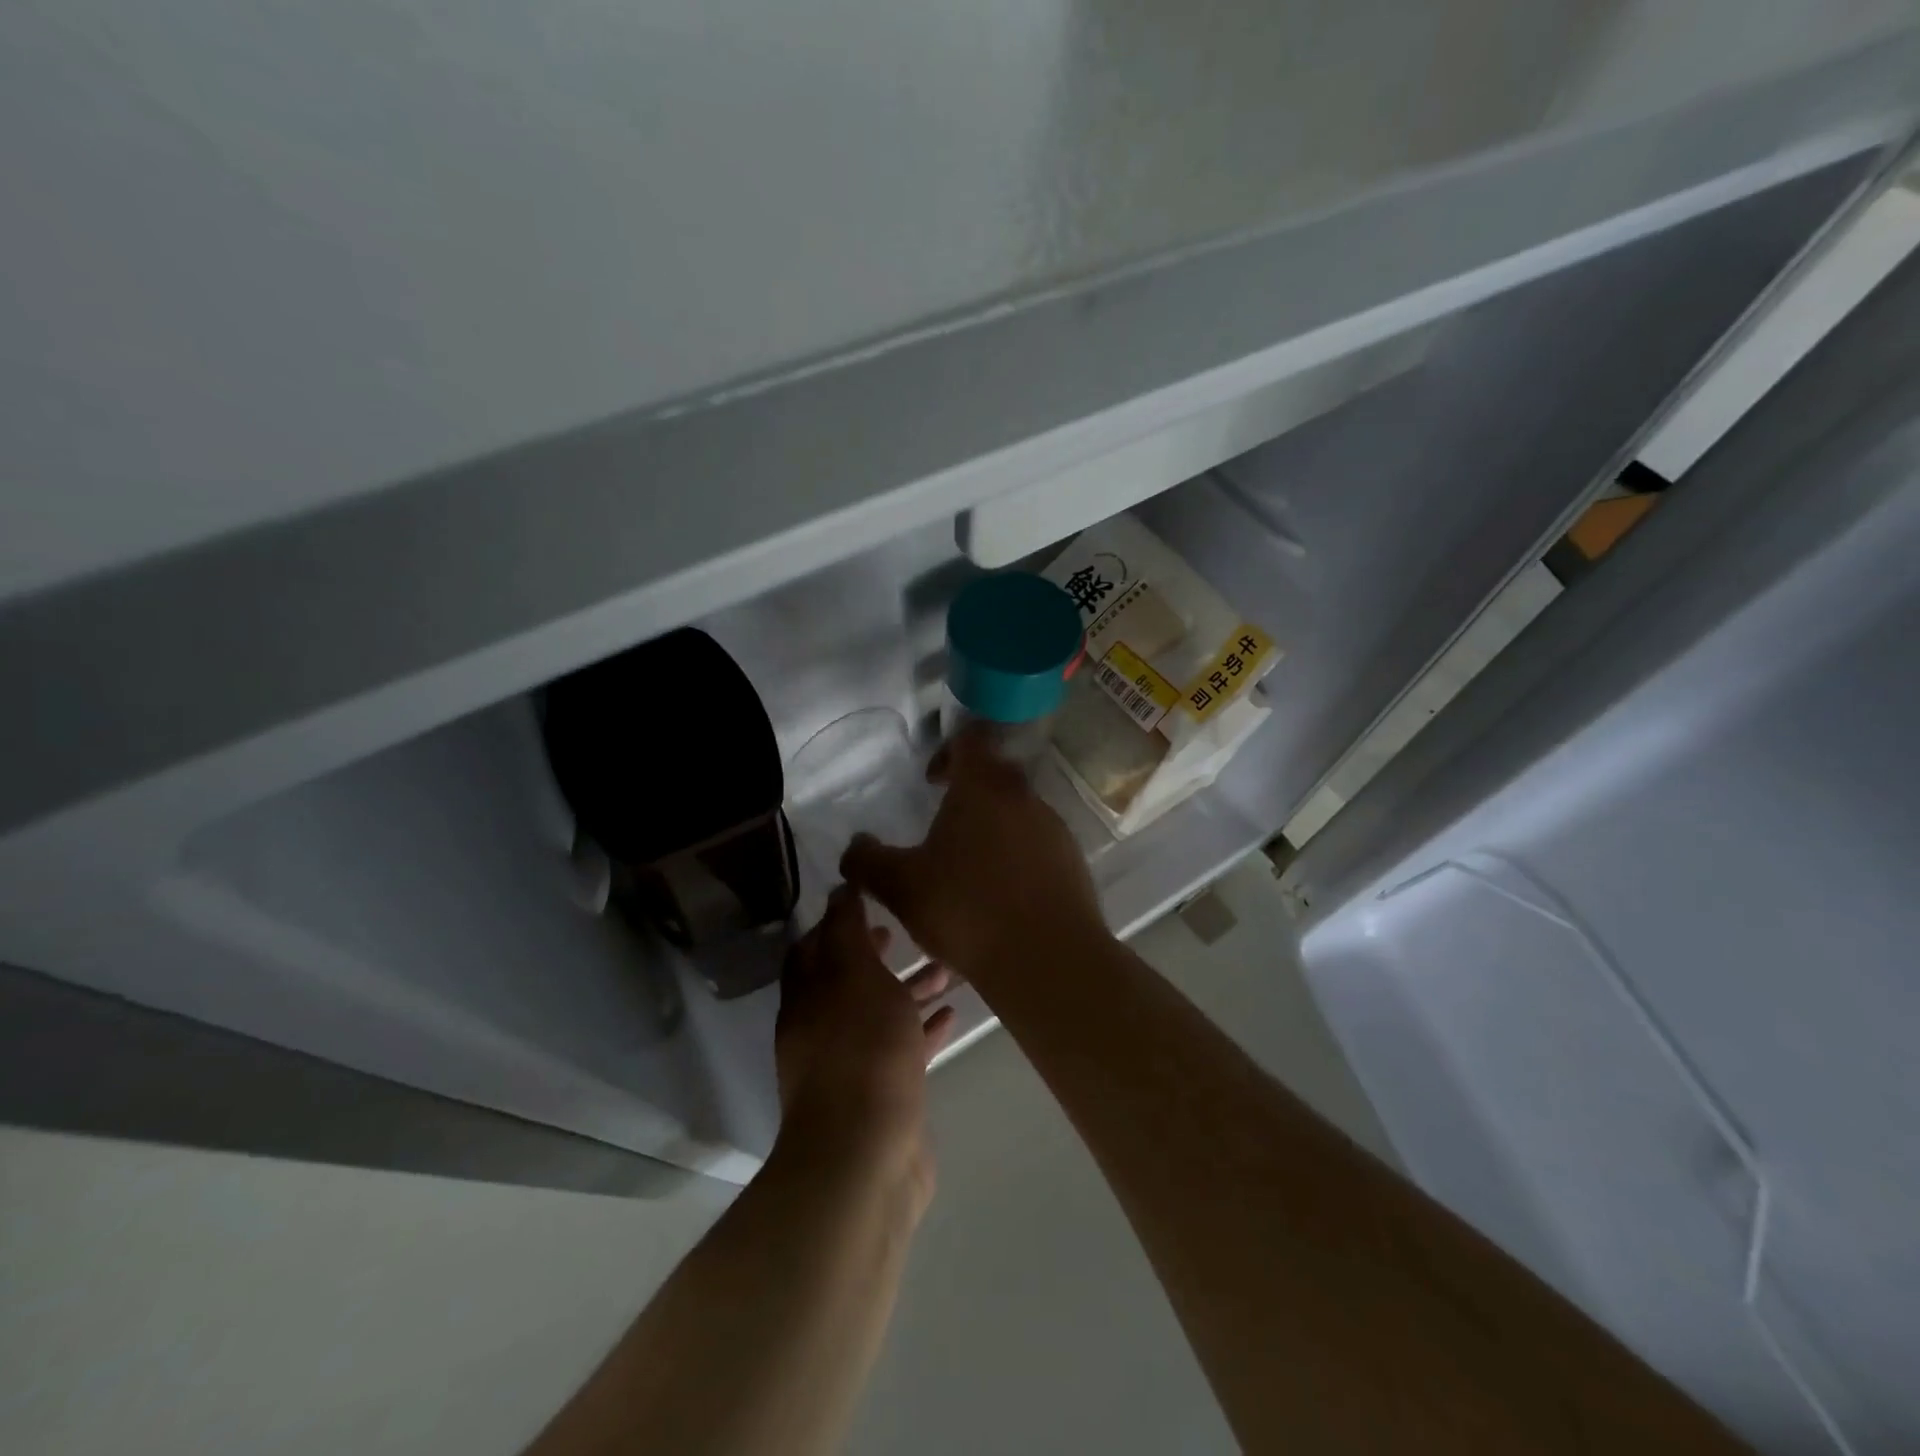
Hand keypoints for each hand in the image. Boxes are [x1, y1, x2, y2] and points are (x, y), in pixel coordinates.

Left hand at [775, 885, 956, 1195]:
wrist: (866, 1157)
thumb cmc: (861, 1051)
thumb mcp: (855, 975)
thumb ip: (847, 930)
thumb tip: (839, 889)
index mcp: (806, 998)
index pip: (813, 947)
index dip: (838, 921)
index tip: (873, 900)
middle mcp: (821, 1029)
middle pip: (849, 980)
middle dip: (879, 954)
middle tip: (912, 931)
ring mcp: (851, 1065)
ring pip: (880, 1014)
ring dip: (908, 989)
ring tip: (950, 969)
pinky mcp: (882, 1095)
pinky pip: (902, 1050)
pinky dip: (922, 1029)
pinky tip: (953, 1015)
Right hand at [840, 724, 1106, 986]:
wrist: (1047, 960)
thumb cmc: (967, 910)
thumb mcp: (900, 887)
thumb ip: (868, 861)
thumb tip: (856, 846)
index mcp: (984, 787)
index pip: (970, 740)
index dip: (947, 751)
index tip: (931, 781)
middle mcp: (1024, 797)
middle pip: (996, 776)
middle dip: (969, 795)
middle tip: (943, 828)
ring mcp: (1054, 829)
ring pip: (1018, 814)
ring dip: (993, 830)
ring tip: (968, 871)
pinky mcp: (1073, 863)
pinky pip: (1037, 847)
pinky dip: (1016, 859)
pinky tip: (999, 898)